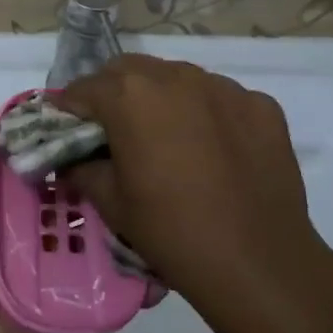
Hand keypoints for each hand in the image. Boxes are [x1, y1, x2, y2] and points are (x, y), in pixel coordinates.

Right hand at [60, 56, 332, 332]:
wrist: (257, 262)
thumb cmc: (171, 231)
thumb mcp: (111, 203)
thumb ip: (82, 169)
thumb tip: (71, 159)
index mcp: (130, 95)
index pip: (84, 88)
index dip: (71, 110)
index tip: (71, 132)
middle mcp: (175, 76)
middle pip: (130, 71)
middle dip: (114, 94)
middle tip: (116, 132)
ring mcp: (224, 87)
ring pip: (178, 78)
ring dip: (163, 99)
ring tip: (169, 140)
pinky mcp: (261, 105)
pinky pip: (222, 99)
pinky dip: (209, 115)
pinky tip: (215, 152)